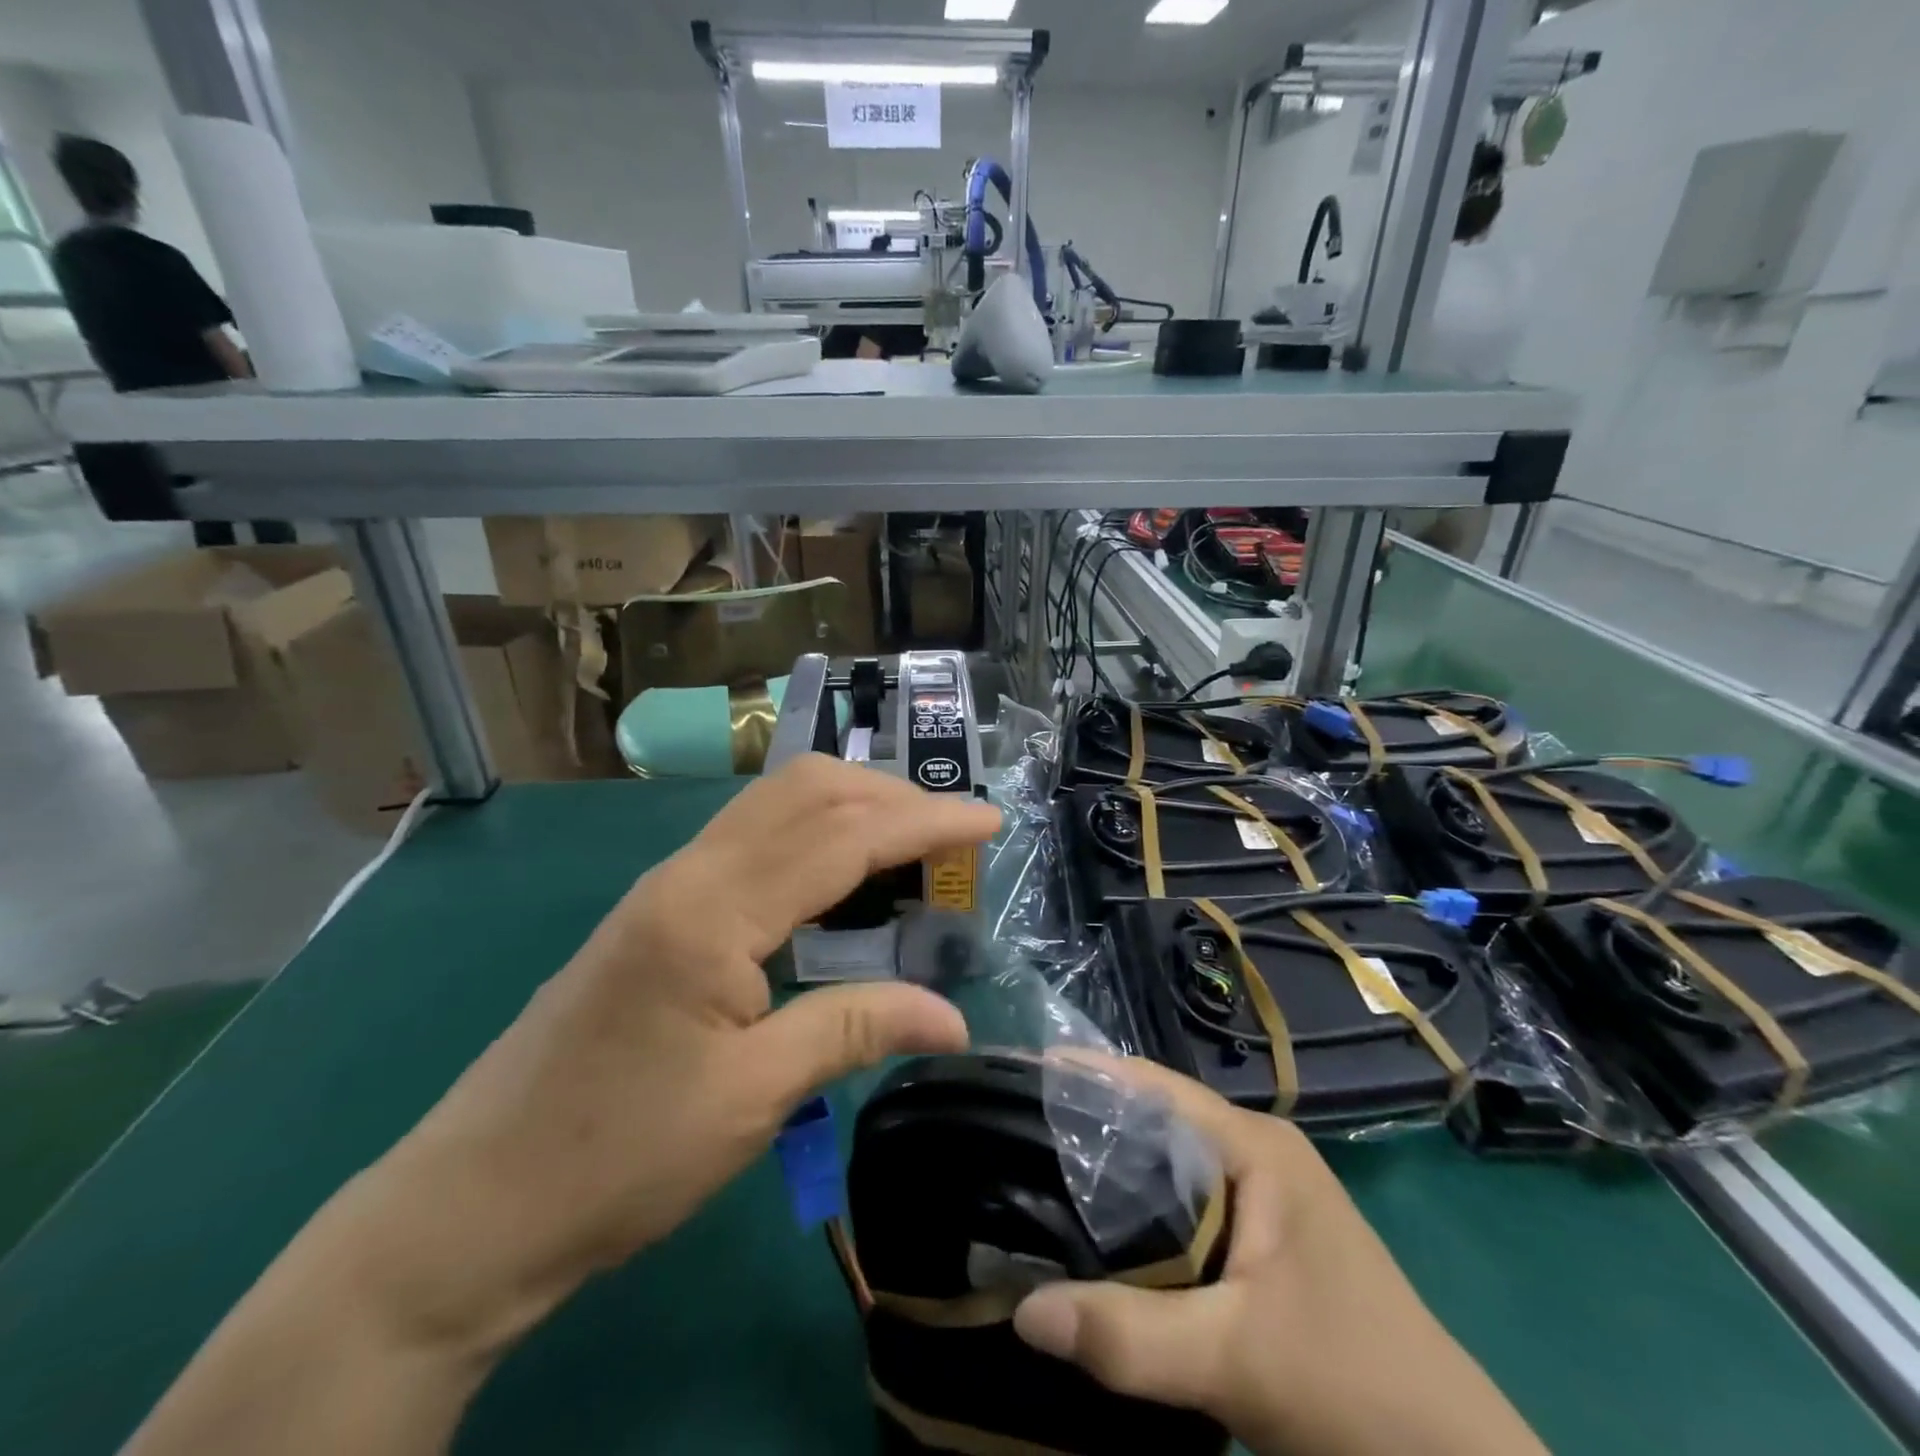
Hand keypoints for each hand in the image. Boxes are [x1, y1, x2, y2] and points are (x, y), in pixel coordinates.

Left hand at [364, 753, 999, 1345]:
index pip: (841, 835)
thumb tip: (953, 1018)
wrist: (472, 1205)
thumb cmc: (617, 1156)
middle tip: (953, 838)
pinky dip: (814, 836)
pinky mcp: (660, 909)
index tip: (990, 823)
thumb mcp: (751, 1098)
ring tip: (911, 849)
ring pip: (775, 804)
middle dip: (891, 796)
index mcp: (711, 910)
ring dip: (852, 808)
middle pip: (805, 790)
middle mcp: (688, 873)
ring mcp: (668, 885)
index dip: (925, 822)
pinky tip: (841, 879)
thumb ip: (856, 1031)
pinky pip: (754, 839)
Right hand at [1012, 1059, 1544, 1455]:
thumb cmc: (1355, 1388)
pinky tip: (1094, 1240)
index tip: (1017, 1080)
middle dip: (1086, 1128)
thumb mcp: (1237, 1360)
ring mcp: (1261, 1201)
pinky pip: (1181, 1211)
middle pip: (1154, 1124)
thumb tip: (1022, 1311)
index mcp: (1256, 1147)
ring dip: (1109, 1177)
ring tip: (1033, 1179)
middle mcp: (1255, 1156)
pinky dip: (1136, 1218)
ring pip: (1166, 1170)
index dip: (1086, 1078)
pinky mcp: (1258, 1244)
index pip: (1154, 1087)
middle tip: (1008, 1135)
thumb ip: (1130, 1335)